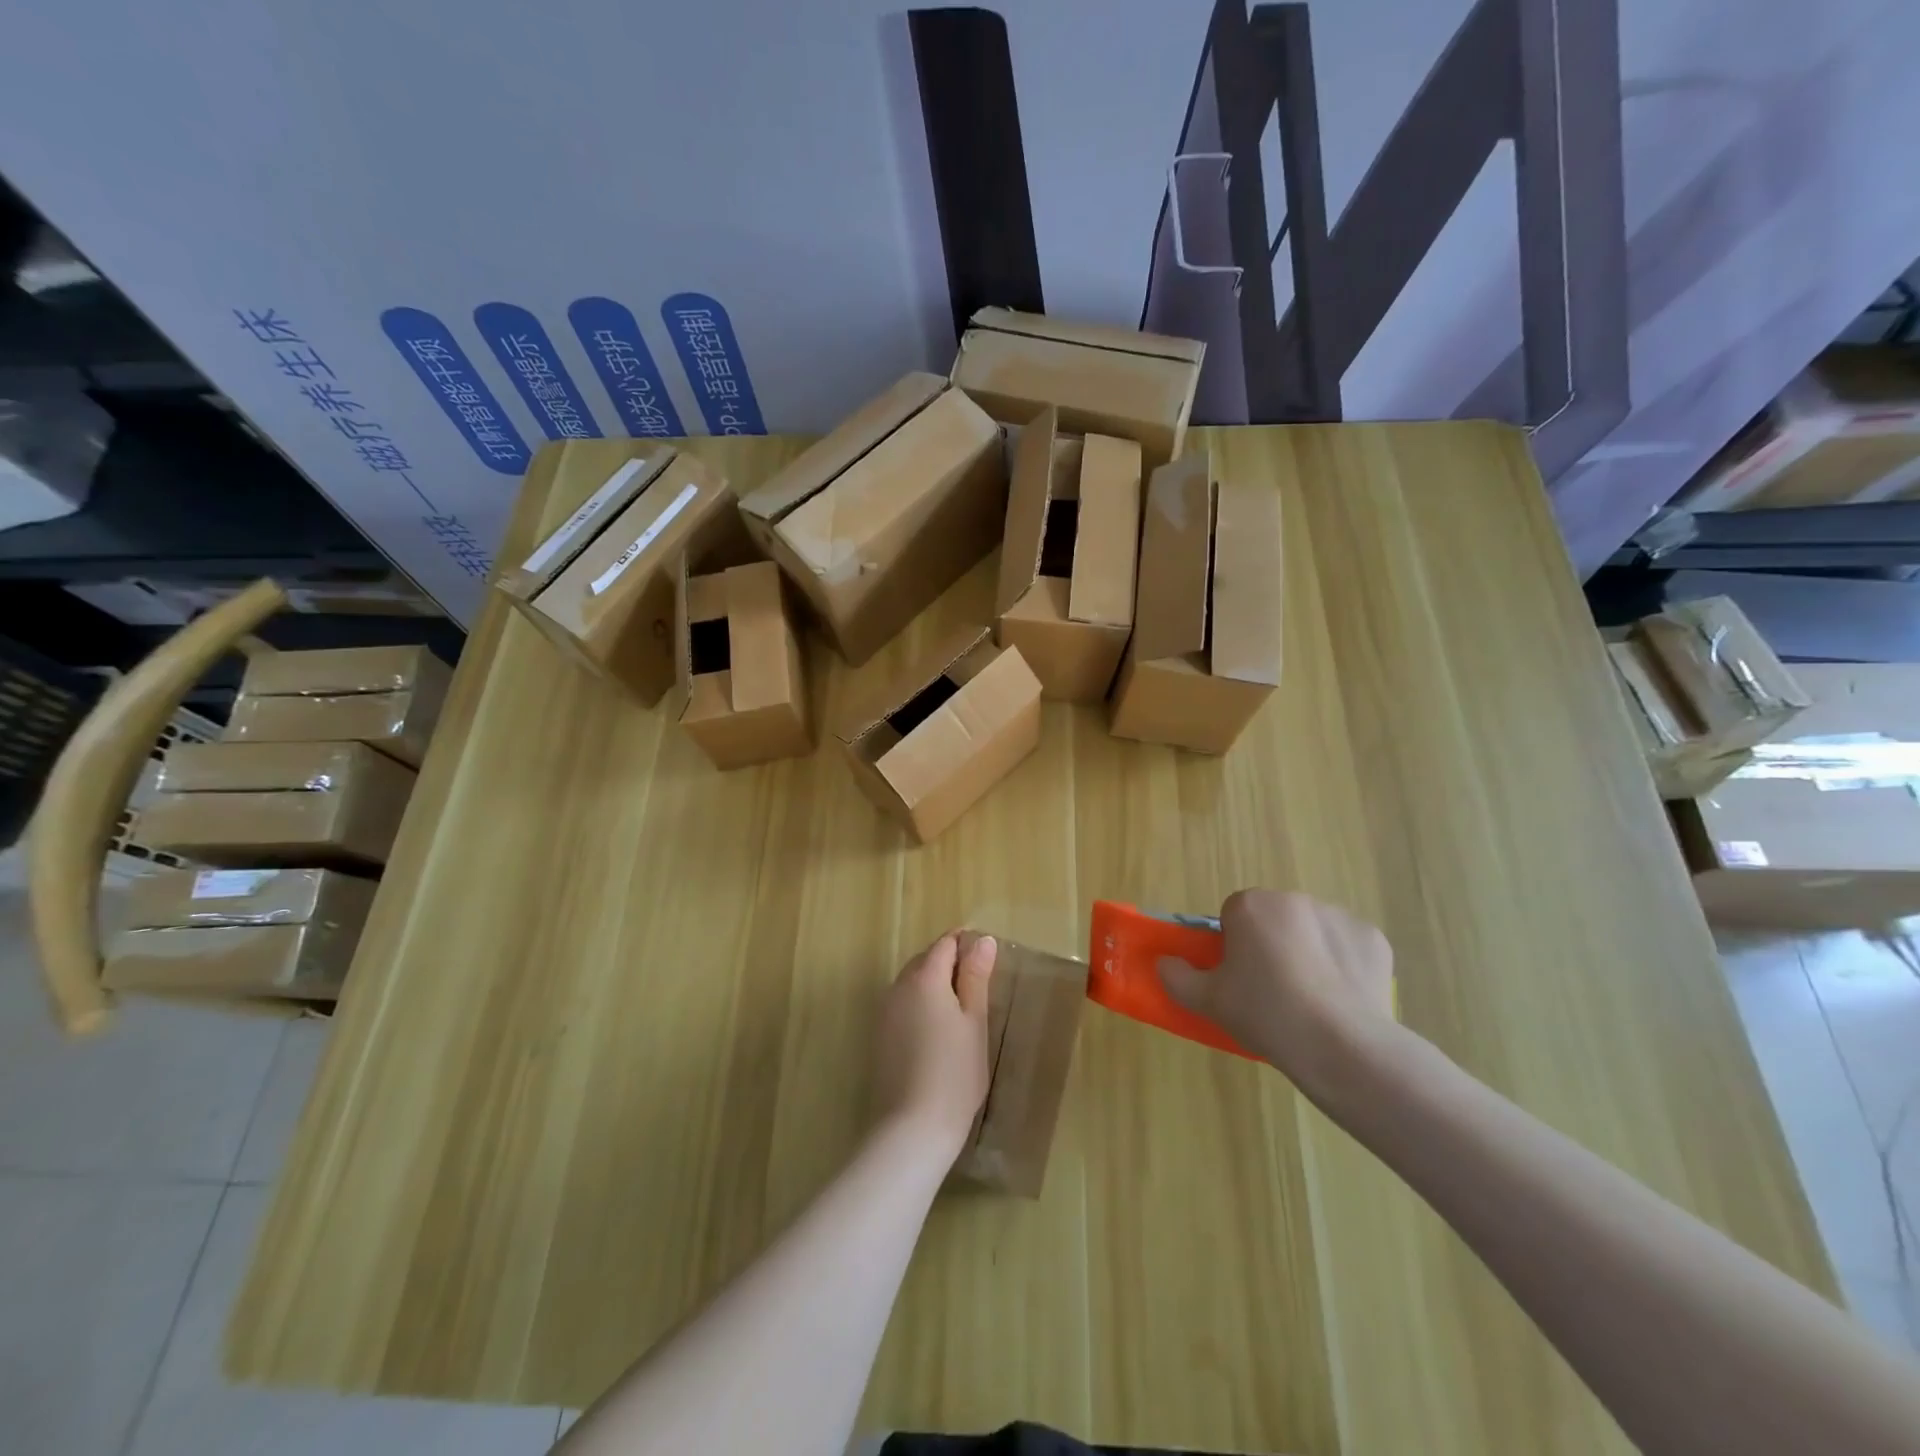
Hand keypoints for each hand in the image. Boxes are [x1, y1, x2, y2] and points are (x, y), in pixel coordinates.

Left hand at [871, 931, 995, 1154]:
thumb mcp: (974, 1022)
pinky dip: (921, 1004)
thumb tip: (983, 940)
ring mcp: (885, 1011)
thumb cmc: (955, 1073)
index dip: (967, 944)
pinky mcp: (879, 1035)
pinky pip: (903, 1004)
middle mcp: (898, 986)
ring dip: (935, 983)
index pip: (945, 944)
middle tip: (979, 985)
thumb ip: (976, 977)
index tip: (988, 959)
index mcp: (924, 978)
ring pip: (912, 982)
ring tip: (961, 1009)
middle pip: (925, 960)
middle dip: (950, 962)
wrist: (912, 1128)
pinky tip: (937, 1030)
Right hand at [1158, 890, 1393, 1095]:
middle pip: (1274, 919)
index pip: (1233, 914)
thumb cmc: (1265, 1014)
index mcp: (1251, 906)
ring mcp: (1338, 916)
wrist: (1341, 1046)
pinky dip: (1343, 965)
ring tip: (1310, 1000)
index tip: (1239, 977)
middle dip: (1272, 944)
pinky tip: (1341, 999)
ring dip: (1307, 952)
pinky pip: (1347, 947)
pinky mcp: (1373, 939)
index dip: (1234, 945)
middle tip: (1271, 990)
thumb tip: (1164, 962)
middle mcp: (1293, 900)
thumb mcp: (1208, 1001)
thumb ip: (1177, 977)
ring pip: (1311, 930)